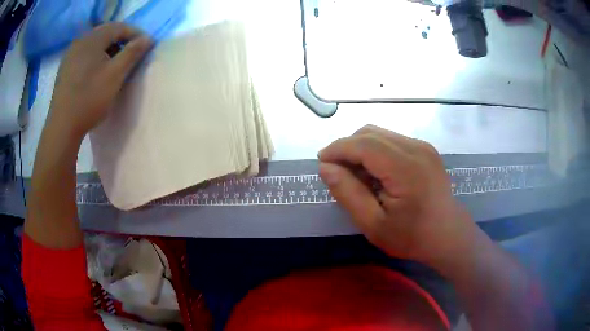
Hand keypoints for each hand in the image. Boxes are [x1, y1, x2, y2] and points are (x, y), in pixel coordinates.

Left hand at [48, 23, 151, 139]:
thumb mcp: (115, 75)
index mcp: (92, 38)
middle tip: (130, 53)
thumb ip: (132, 53)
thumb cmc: (89, 99)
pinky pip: (84, 53)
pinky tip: (96, 70)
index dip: (135, 33)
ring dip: (108, 48)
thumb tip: (147, 38)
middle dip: (121, 40)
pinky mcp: (65, 67)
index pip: (119, 27)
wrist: (62, 127)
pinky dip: (95, 56)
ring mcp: (70, 54)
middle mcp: (80, 41)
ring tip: (114, 62)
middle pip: (106, 32)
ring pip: (94, 43)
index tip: (145, 45)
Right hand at [318, 125, 476, 267]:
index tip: (321, 161)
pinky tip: (376, 172)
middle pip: (370, 133)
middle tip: (336, 171)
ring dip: (361, 147)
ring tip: (356, 173)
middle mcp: (416, 148)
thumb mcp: (374, 225)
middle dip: (347, 146)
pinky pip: (392, 140)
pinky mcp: (425, 150)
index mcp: (405, 168)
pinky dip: (376, 150)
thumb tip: (326, 167)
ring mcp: (423, 146)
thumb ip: (349, 194)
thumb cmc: (412, 237)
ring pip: (380, 133)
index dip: (337, 148)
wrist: (449, 235)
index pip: (363, 144)